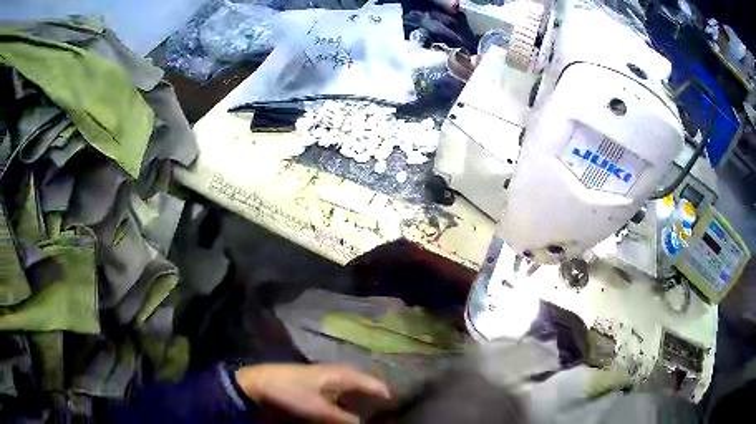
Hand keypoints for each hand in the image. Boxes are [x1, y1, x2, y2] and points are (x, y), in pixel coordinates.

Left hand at [235, 363, 389, 423]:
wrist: (260, 383)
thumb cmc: (291, 392)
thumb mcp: (318, 409)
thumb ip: (342, 417)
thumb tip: (361, 423)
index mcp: (337, 373)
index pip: (366, 380)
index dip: (380, 390)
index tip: (393, 400)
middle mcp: (333, 371)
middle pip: (359, 379)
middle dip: (372, 389)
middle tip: (385, 400)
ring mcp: (322, 374)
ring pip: (348, 382)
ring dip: (359, 392)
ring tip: (370, 401)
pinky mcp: (313, 380)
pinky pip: (338, 386)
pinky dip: (346, 394)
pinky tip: (346, 402)